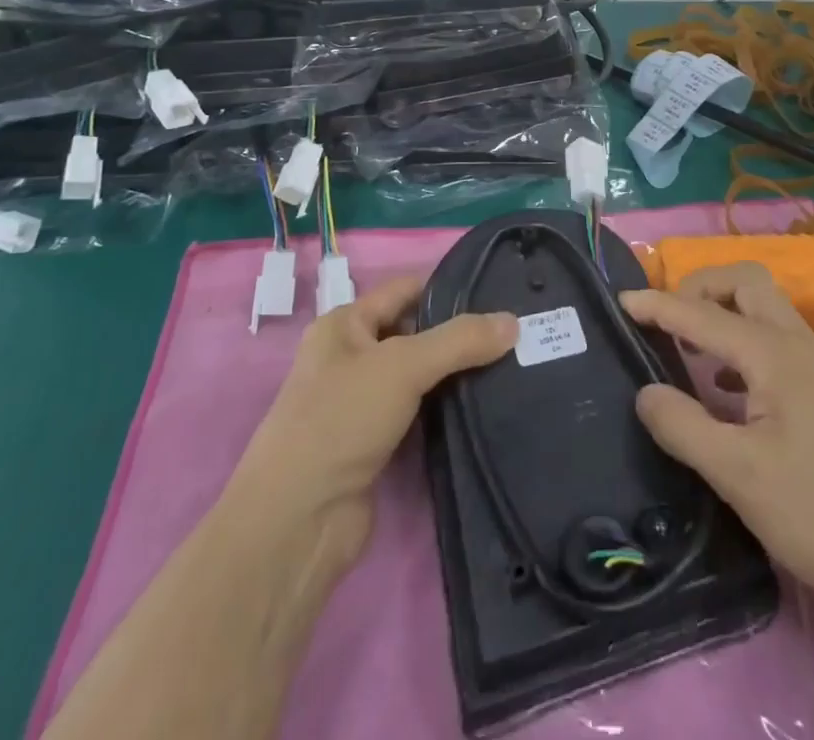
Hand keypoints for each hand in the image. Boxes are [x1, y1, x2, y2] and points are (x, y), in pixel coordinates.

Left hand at [231, 276, 516, 571]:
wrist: (298, 524)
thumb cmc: (340, 421)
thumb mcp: (402, 365)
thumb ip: (460, 340)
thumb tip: (514, 321)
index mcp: (345, 325)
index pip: (406, 290)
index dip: (449, 289)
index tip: (499, 293)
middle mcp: (352, 358)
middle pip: (416, 333)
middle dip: (459, 334)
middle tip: (515, 332)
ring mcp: (363, 404)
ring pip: (421, 376)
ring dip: (456, 374)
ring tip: (512, 365)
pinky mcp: (378, 445)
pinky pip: (421, 413)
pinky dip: (448, 410)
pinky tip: (486, 406)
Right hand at [620, 264, 813, 610]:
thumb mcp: (737, 476)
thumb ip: (683, 426)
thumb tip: (645, 392)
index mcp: (773, 354)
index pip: (702, 314)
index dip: (658, 305)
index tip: (620, 302)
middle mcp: (797, 344)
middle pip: (744, 282)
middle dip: (700, 288)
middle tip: (667, 322)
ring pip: (764, 308)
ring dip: (723, 312)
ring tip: (689, 350)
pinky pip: (775, 339)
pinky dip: (742, 341)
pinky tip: (727, 390)